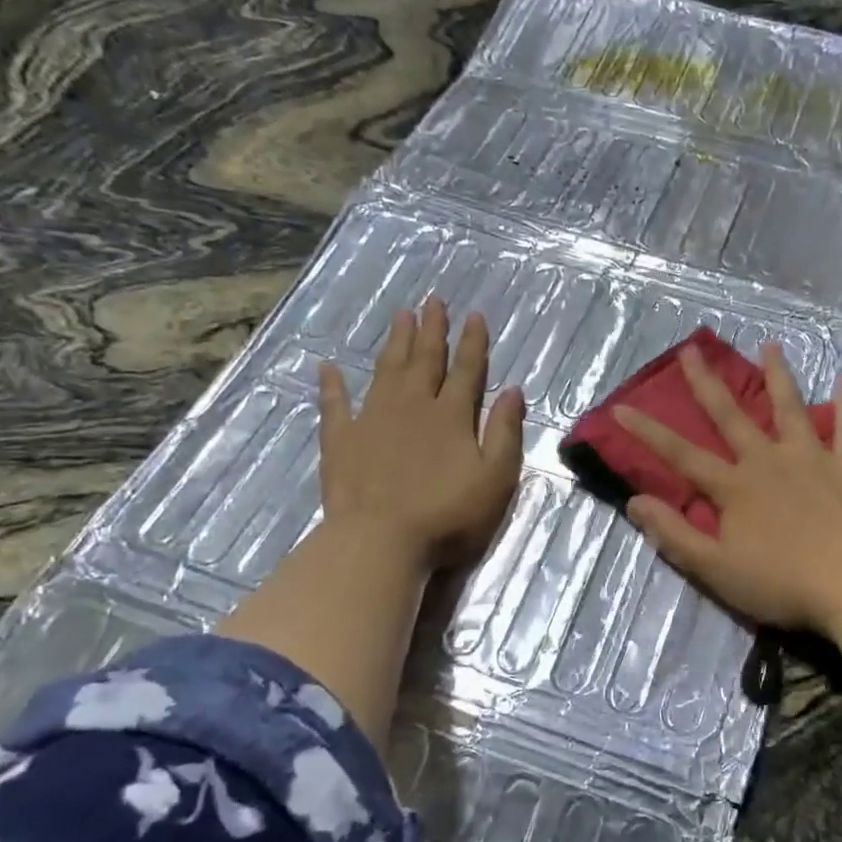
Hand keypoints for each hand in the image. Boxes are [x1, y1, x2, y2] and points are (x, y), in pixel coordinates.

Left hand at [319, 297, 525, 570]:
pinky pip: (335, 404)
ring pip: (387, 370)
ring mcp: (373, 419)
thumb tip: (513, 391)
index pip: (467, 370)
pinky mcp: (341, 440)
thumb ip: (505, 433)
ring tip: (400, 315)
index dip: (473, 342)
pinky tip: (328, 366)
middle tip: (433, 300)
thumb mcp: (495, 478)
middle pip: (425, 360)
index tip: (474, 315)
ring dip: (396, 342)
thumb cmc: (448, 516)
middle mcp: (413, 406)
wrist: (381, 541)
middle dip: (432, 329)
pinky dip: (332, 384)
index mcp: (452, 416)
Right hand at [616, 343, 841, 634]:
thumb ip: (674, 534)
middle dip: (706, 383)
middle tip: (691, 349)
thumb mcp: (715, 568)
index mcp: (734, 486)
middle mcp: (768, 460)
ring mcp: (811, 458)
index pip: (680, 454)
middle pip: (730, 416)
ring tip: (770, 346)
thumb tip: (634, 501)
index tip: (620, 407)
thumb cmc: (781, 583)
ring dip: (777, 376)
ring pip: (789, 408)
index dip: (647, 432)